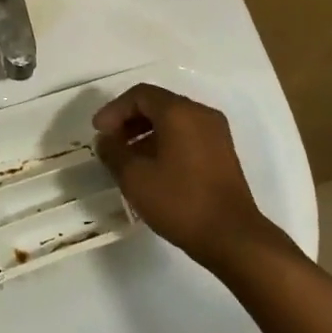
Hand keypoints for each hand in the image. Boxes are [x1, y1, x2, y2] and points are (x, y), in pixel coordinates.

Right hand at [93, 84, 277, 270]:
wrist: (233, 237)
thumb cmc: (180, 202)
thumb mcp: (136, 178)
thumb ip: (114, 152)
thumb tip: (105, 140)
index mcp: (179, 112)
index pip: (140, 95)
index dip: (114, 110)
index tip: (98, 132)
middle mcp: (200, 113)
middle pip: (158, 104)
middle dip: (129, 120)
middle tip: (111, 143)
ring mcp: (215, 132)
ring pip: (173, 120)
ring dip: (146, 132)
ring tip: (128, 158)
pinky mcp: (222, 152)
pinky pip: (187, 134)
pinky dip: (166, 142)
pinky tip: (153, 167)